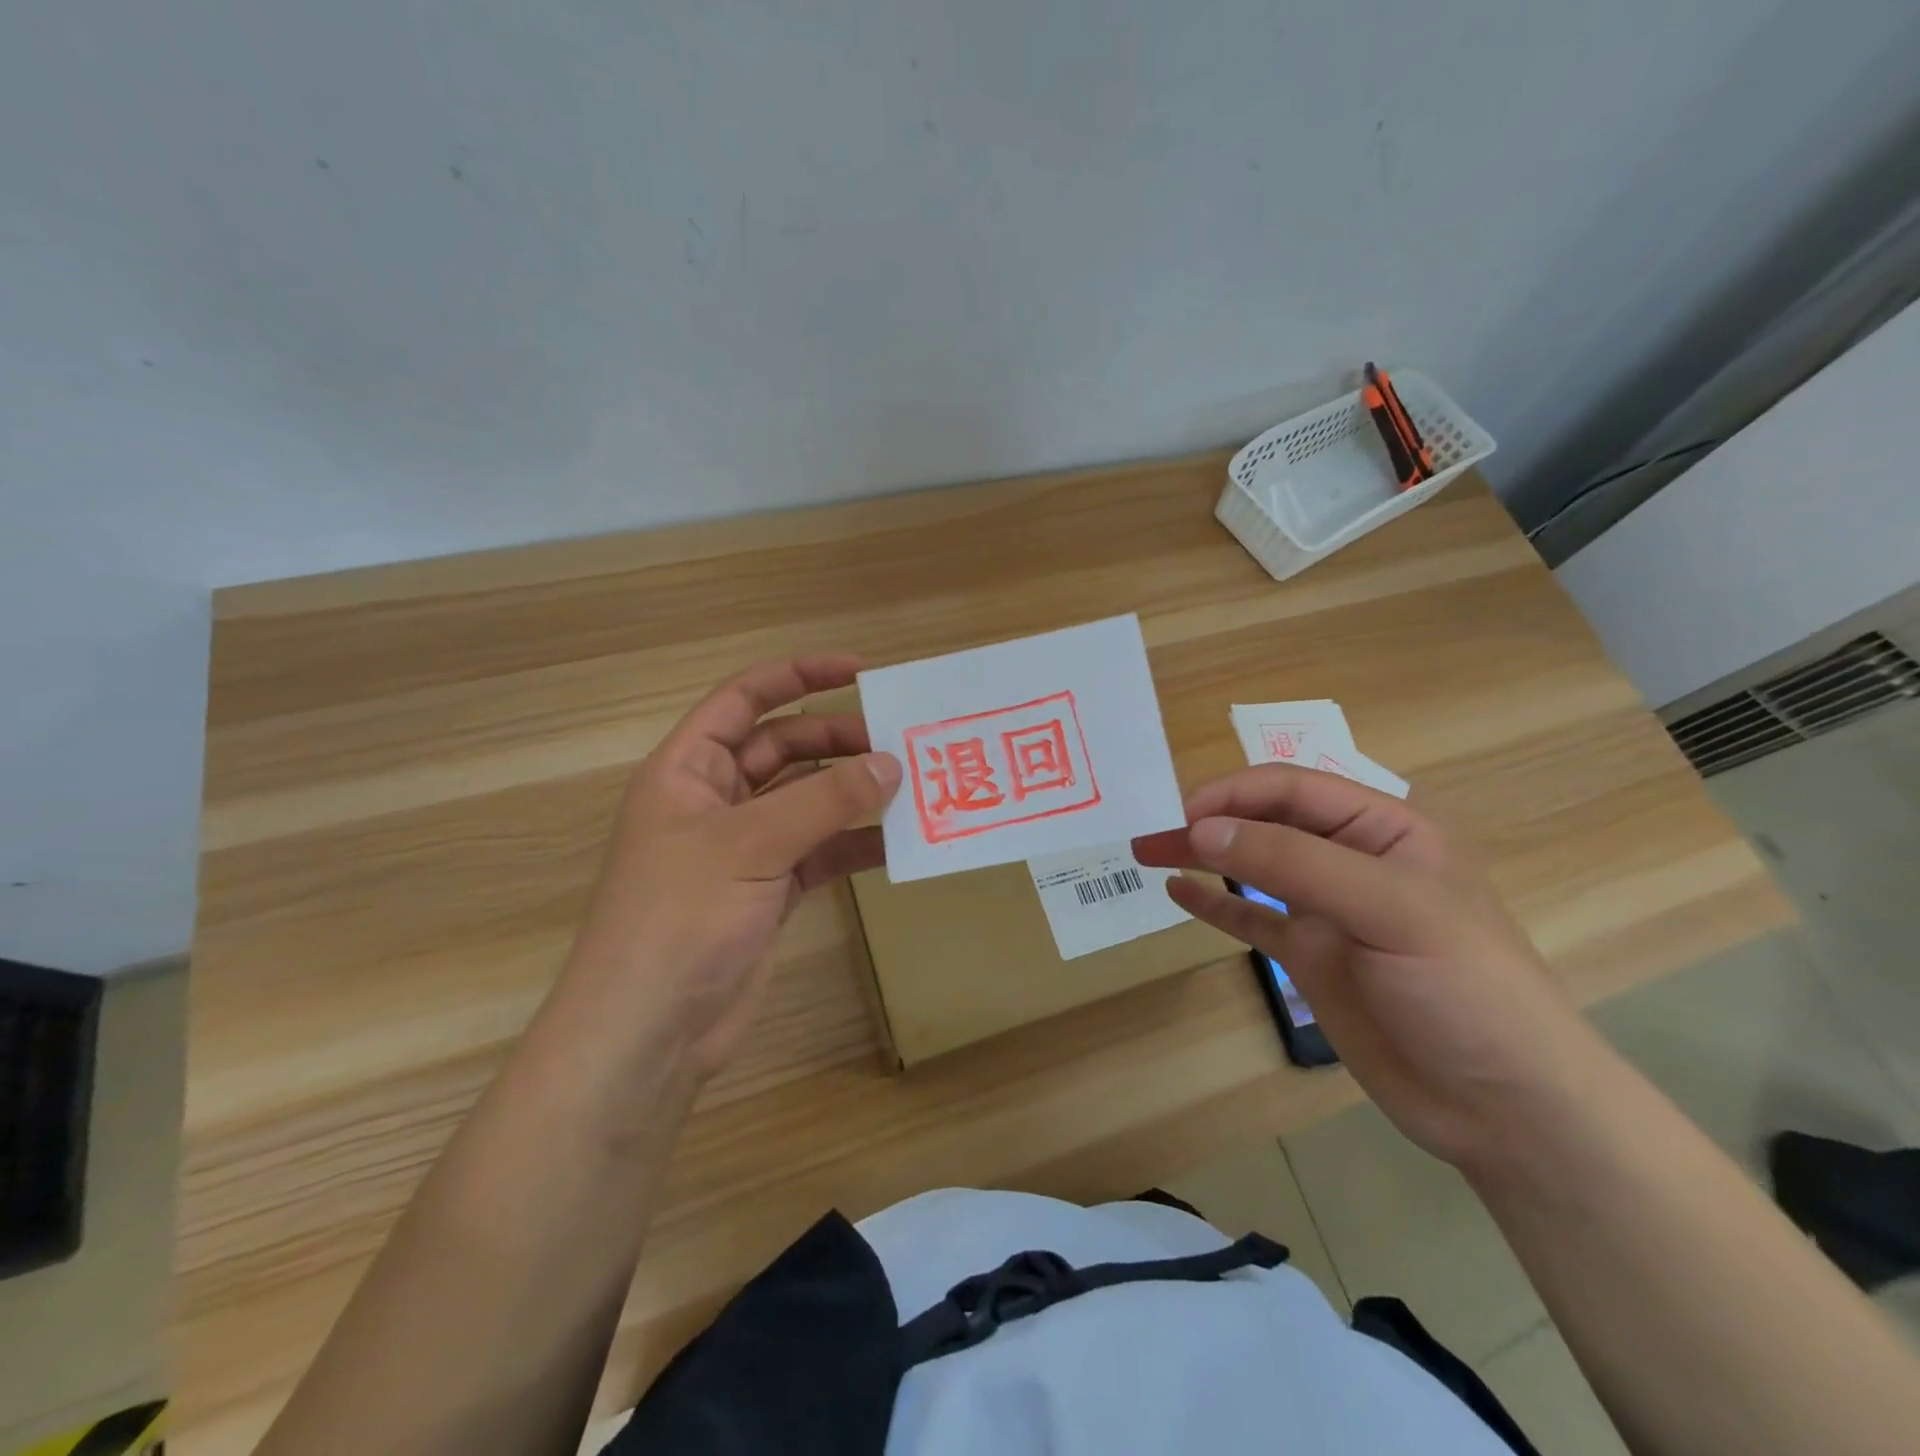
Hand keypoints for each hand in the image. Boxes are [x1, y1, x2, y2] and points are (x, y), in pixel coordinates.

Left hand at [556, 657, 899, 1081]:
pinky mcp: (770, 890)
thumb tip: (892, 764)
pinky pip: (820, 851)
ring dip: (852, 792)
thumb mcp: (751, 845)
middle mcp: (716, 800)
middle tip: (898, 742)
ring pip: (807, 800)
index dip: (798, 675)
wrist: (650, 1031)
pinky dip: (854, 844)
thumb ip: (824, 801)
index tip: (860, 671)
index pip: (744, 699)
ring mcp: (744, 848)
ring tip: (908, 786)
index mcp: (689, 769)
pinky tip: (896, 843)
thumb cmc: (681, 917)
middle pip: (784, 748)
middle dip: (838, 739)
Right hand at [1133, 765, 1605, 1169]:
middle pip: (1265, 822)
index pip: (1294, 788)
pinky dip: (1213, 905)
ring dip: (1202, 856)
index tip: (1184, 816)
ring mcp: (1327, 912)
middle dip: (1208, 822)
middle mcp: (1350, 861)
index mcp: (1383, 829)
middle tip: (1148, 835)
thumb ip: (1292, 863)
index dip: (1235, 793)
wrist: (1506, 1107)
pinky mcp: (1310, 958)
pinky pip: (1251, 921)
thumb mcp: (1387, 909)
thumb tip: (1203, 829)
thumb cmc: (1464, 988)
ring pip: (1252, 868)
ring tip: (1148, 852)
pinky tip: (1178, 892)